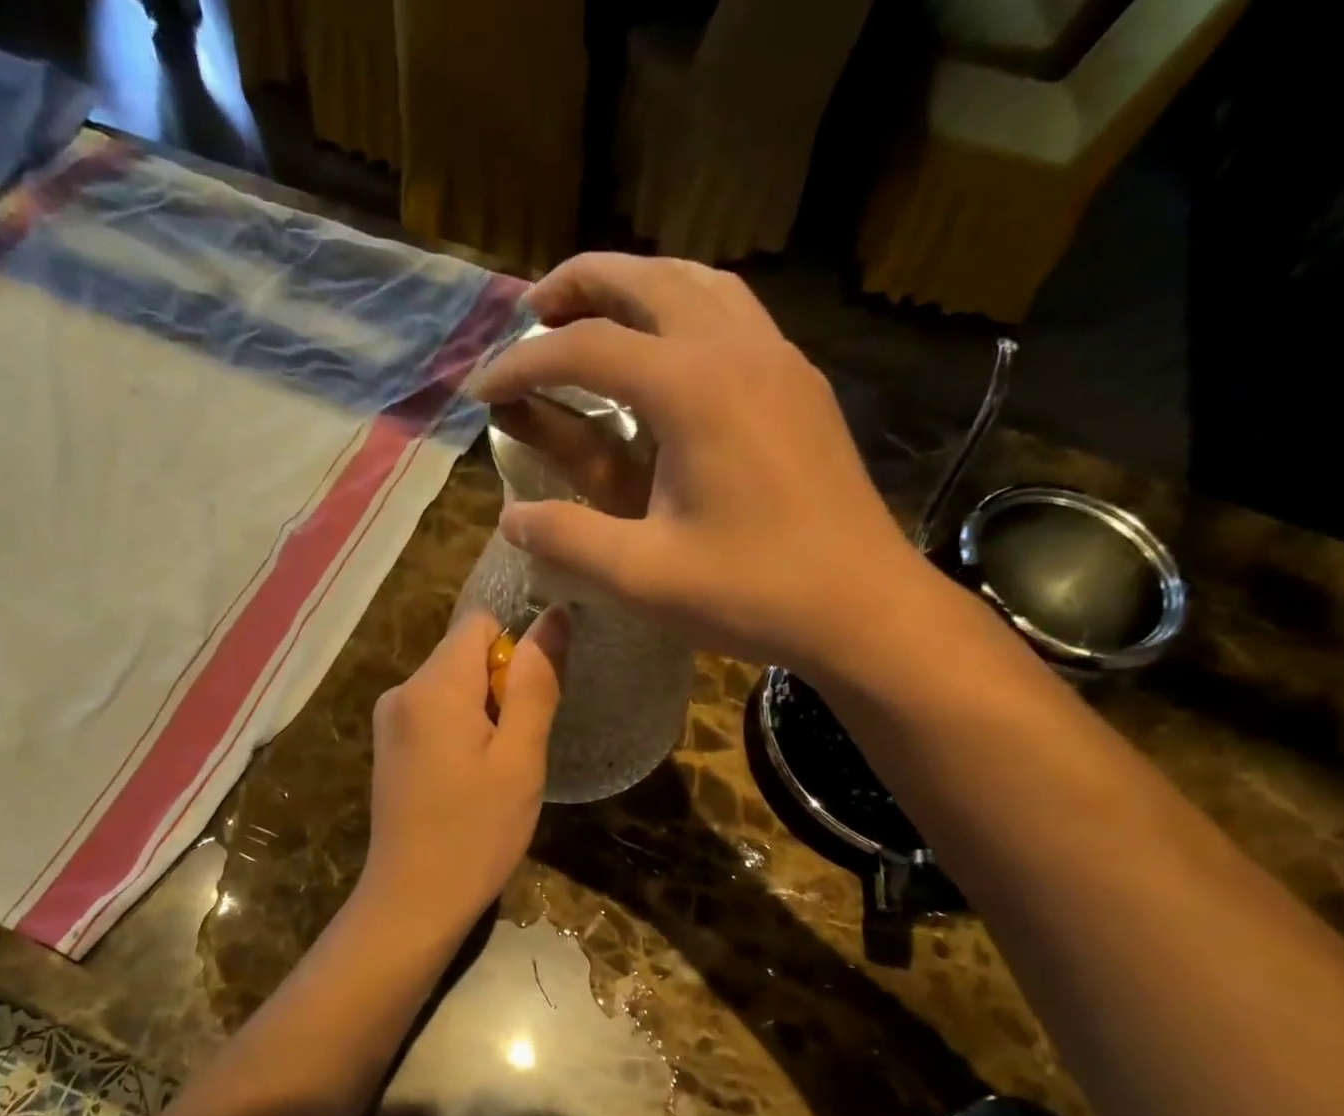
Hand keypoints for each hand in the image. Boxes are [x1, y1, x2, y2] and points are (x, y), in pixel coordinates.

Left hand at [359, 608, 569, 935]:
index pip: (481, 622)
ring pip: (453, 687)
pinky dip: (462, 733)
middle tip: (519, 747)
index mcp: (433, 685)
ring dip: (485, 714)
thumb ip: (535, 683)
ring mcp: (390, 721)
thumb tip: (555, 615)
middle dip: (501, 687)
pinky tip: (472, 780)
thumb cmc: (476, 831)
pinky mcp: (390, 748)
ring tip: (498, 770)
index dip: (516, 649)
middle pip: (465, 654)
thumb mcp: (520, 757)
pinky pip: (435, 715)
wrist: (413, 902)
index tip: (531, 701)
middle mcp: (402, 691)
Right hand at [470, 254, 941, 676]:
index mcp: (692, 388)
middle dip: (578, 286)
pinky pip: (735, 313)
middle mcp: (736, 349)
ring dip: (637, 286)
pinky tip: (670, 349)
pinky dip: (686, 308)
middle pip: (646, 279)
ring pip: (698, 283)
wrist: (863, 607)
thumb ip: (567, 539)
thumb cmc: (753, 593)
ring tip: (595, 314)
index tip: (480, 388)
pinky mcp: (801, 383)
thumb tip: (511, 518)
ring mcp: (779, 358)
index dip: (521, 363)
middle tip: (531, 311)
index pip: (584, 348)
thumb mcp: (643, 577)